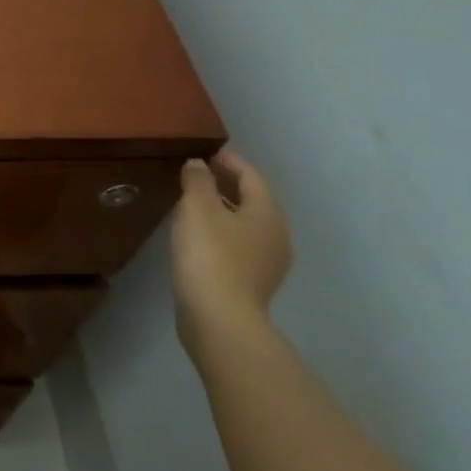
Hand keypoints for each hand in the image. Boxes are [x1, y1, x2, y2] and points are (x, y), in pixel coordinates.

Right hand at [171, 148, 291, 358]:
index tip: (208, 152)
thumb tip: (199, 165)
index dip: (230, 161)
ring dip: (224, 209)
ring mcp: (268, 262)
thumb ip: (198, 181)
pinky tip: (199, 237)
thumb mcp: (197, 209)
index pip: (251, 176)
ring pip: (246, 224)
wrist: (219, 318)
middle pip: (253, 200)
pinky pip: (238, 245)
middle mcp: (276, 235)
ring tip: (194, 204)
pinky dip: (222, 232)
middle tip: (199, 174)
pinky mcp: (252, 282)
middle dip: (227, 185)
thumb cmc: (210, 255)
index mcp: (267, 213)